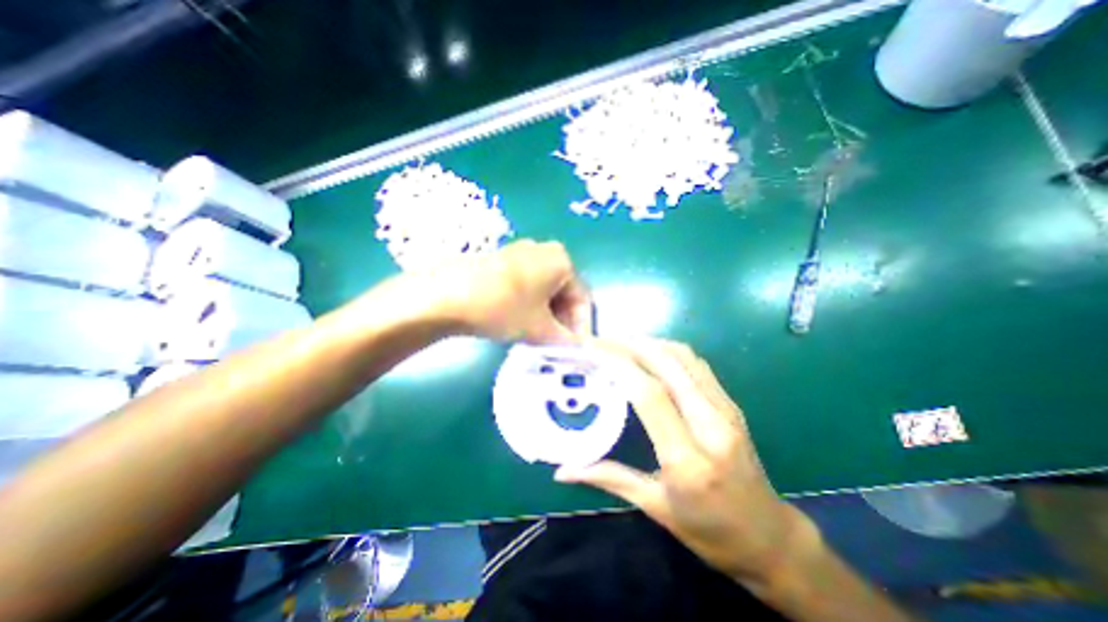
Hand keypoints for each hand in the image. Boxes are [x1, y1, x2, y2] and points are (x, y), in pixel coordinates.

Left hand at [417, 238, 587, 343]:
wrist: (447, 294)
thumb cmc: (503, 308)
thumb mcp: (539, 329)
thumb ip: (565, 340)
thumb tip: (578, 348)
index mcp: (561, 261)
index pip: (581, 298)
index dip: (581, 327)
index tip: (576, 349)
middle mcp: (544, 251)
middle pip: (563, 292)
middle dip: (563, 322)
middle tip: (557, 346)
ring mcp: (521, 253)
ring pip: (544, 290)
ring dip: (547, 316)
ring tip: (538, 338)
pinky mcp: (502, 260)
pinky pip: (527, 285)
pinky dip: (530, 305)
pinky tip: (520, 323)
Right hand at [555, 341, 820, 588]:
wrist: (770, 538)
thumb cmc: (709, 531)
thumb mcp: (655, 507)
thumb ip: (609, 478)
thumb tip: (563, 471)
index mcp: (688, 459)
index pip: (649, 394)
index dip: (619, 364)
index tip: (592, 350)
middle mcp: (711, 425)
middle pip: (667, 364)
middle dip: (629, 345)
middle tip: (599, 340)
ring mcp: (726, 410)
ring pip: (684, 357)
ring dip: (648, 342)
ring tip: (619, 343)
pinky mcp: (731, 403)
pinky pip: (696, 364)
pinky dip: (667, 350)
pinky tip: (648, 353)